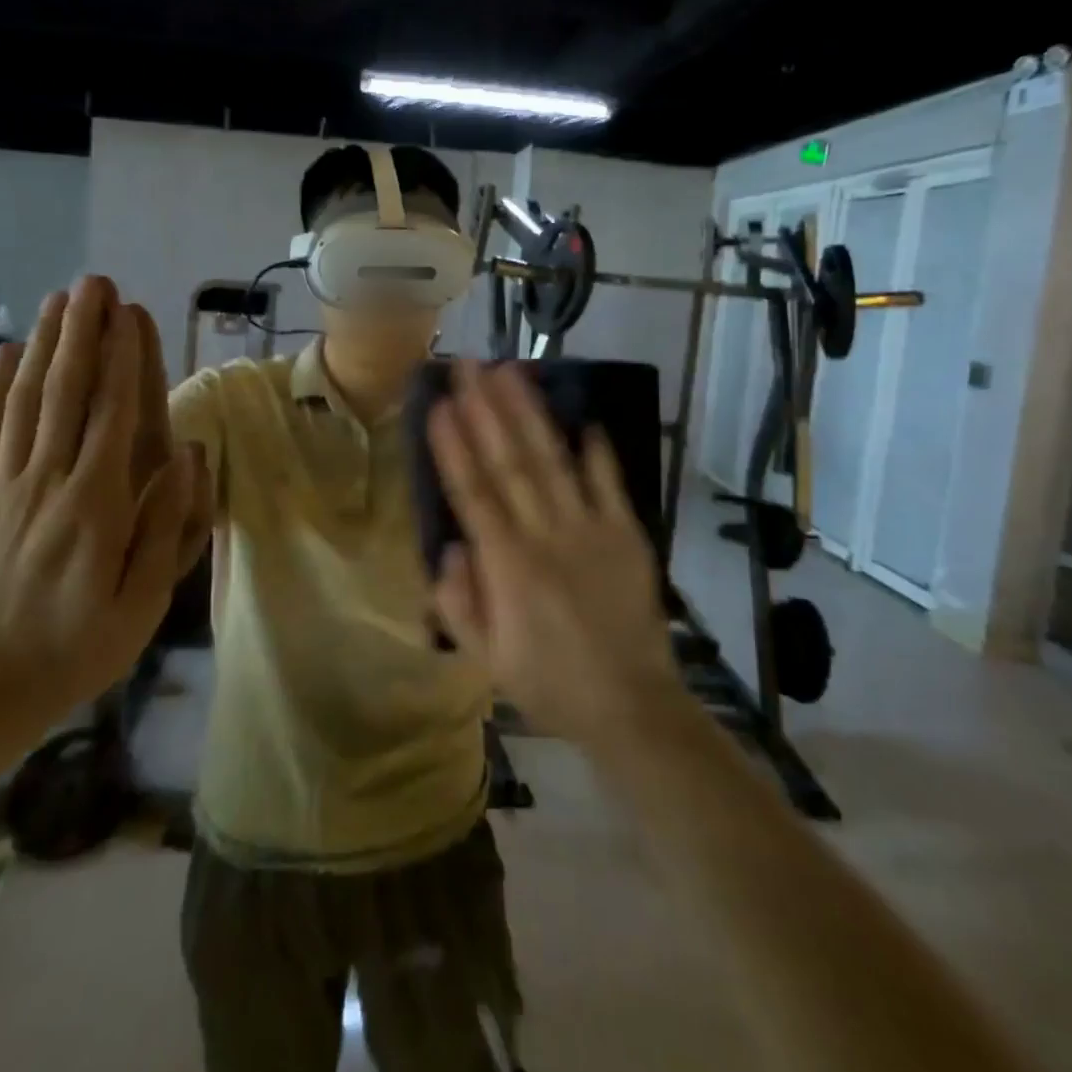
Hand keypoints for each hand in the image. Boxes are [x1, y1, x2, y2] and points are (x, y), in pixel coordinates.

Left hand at [0, 276, 209, 738]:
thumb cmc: (78, 650)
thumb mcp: (143, 603)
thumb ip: (165, 525)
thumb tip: (185, 453)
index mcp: (95, 507)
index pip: (113, 416)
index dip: (122, 359)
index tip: (130, 313)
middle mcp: (46, 484)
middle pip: (65, 394)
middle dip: (82, 333)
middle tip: (93, 282)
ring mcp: (1, 489)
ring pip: (24, 402)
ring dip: (44, 345)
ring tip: (58, 299)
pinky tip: (6, 354)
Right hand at [427, 360, 682, 747]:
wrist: (631, 706)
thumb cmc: (549, 684)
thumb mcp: (488, 659)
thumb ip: (460, 602)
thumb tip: (451, 546)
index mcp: (508, 567)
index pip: (473, 494)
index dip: (454, 446)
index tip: (441, 403)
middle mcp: (546, 536)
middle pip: (510, 463)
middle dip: (486, 409)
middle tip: (469, 365)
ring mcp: (591, 531)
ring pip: (553, 462)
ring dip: (530, 414)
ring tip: (512, 372)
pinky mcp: (626, 535)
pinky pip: (609, 485)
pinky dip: (597, 453)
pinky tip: (584, 419)